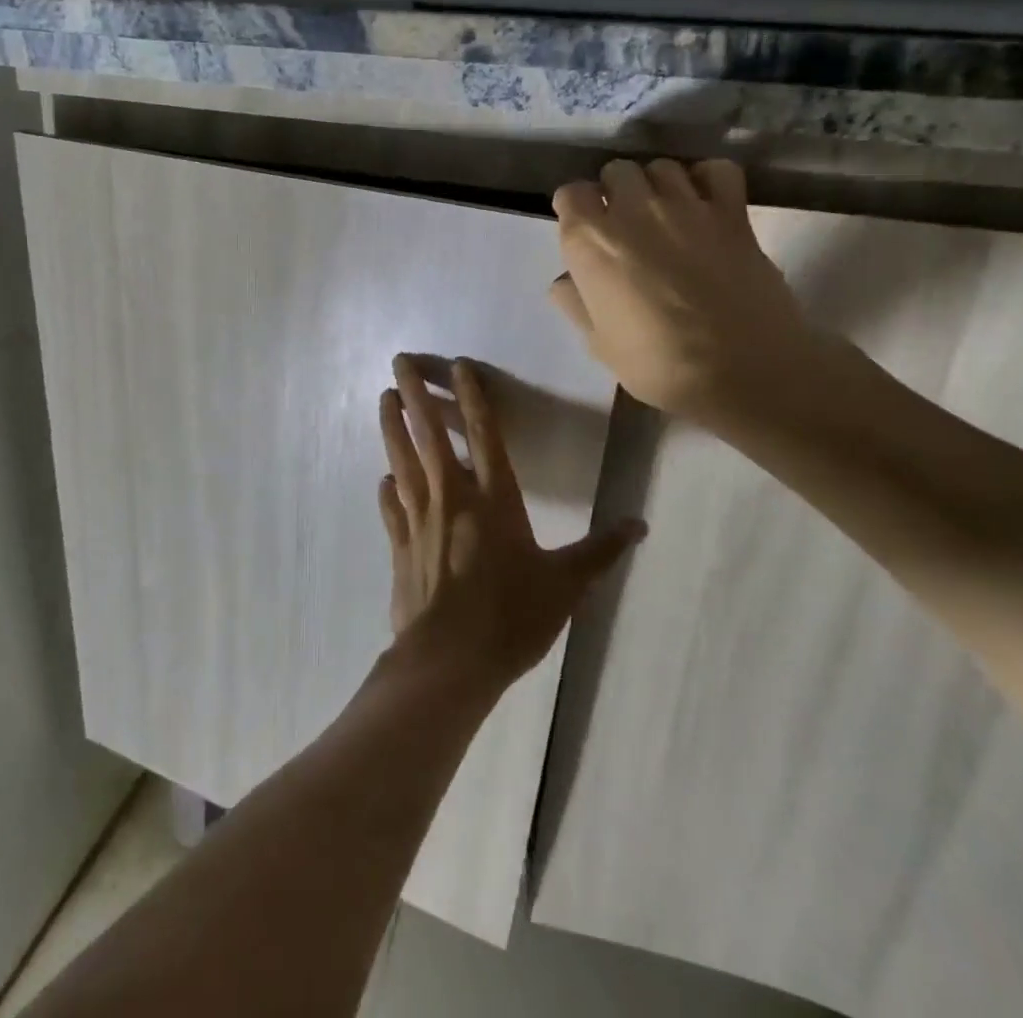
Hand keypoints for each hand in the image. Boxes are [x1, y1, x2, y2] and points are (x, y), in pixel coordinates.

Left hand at [377, 354, 644, 687]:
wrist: (449, 661)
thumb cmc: (511, 617)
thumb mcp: (566, 585)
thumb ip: (600, 551)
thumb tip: (640, 524)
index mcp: (494, 499)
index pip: (485, 434)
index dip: (472, 396)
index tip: (458, 365)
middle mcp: (452, 497)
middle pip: (430, 434)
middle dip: (414, 393)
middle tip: (398, 360)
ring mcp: (419, 520)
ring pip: (402, 460)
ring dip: (392, 426)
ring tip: (382, 397)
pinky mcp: (400, 546)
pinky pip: (391, 507)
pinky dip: (387, 488)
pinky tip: (384, 478)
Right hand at [550, 159, 820, 426]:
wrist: (743, 371)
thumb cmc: (657, 364)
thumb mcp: (598, 343)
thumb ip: (576, 302)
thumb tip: (568, 279)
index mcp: (591, 241)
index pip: (571, 194)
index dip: (575, 209)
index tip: (582, 230)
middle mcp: (634, 210)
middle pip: (616, 171)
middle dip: (614, 191)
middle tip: (623, 223)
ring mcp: (686, 206)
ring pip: (661, 167)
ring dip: (655, 184)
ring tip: (662, 213)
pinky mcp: (732, 213)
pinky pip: (716, 171)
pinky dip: (706, 178)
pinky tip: (703, 202)